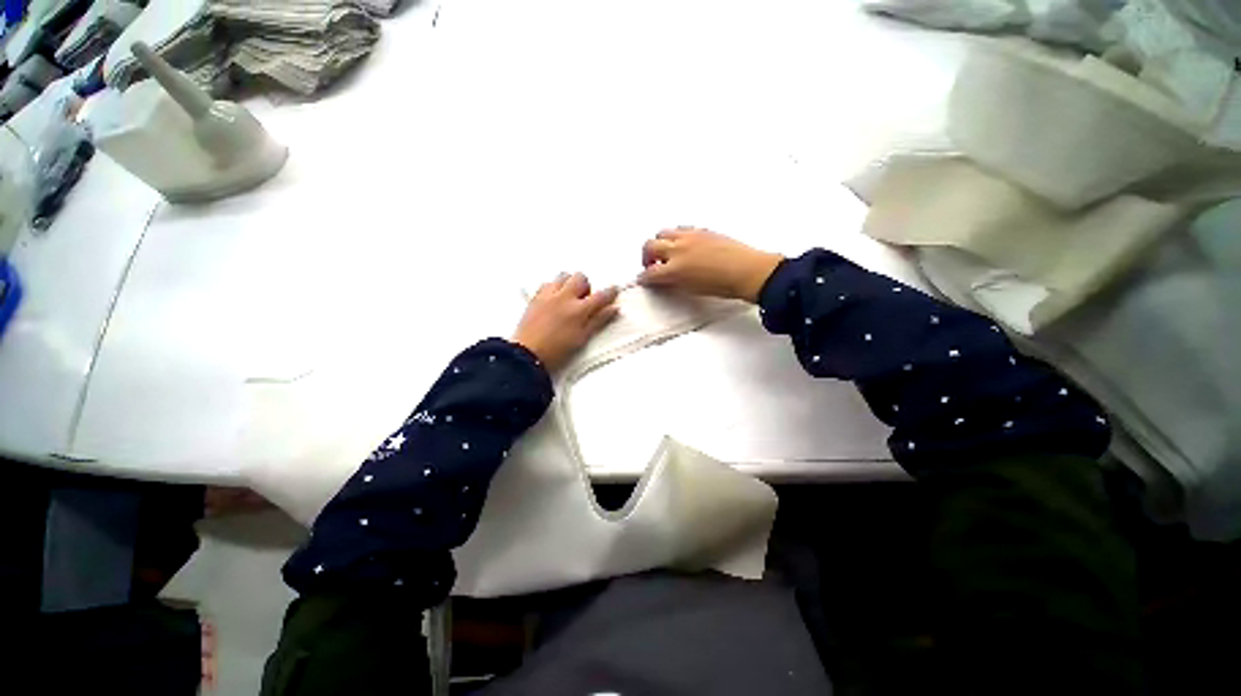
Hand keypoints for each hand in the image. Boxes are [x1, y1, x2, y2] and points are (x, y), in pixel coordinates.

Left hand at [512, 273, 619, 371]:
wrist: (527, 354)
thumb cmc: (557, 351)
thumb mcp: (582, 338)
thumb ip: (598, 321)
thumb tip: (614, 309)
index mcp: (579, 310)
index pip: (601, 296)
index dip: (610, 292)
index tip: (614, 290)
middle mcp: (564, 297)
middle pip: (580, 278)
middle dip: (586, 286)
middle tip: (584, 300)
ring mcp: (548, 295)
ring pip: (563, 276)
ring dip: (569, 283)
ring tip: (568, 298)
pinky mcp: (535, 297)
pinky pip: (547, 283)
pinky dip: (553, 287)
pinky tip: (554, 299)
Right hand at [639, 227, 782, 302]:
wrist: (748, 271)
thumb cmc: (722, 286)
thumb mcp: (692, 290)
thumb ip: (673, 283)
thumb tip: (664, 280)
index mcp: (675, 269)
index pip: (650, 273)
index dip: (644, 278)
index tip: (643, 280)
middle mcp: (678, 249)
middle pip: (650, 246)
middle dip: (646, 256)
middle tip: (651, 265)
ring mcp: (689, 236)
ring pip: (663, 232)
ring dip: (660, 242)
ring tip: (667, 252)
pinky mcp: (701, 230)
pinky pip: (681, 228)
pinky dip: (676, 236)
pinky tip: (683, 245)